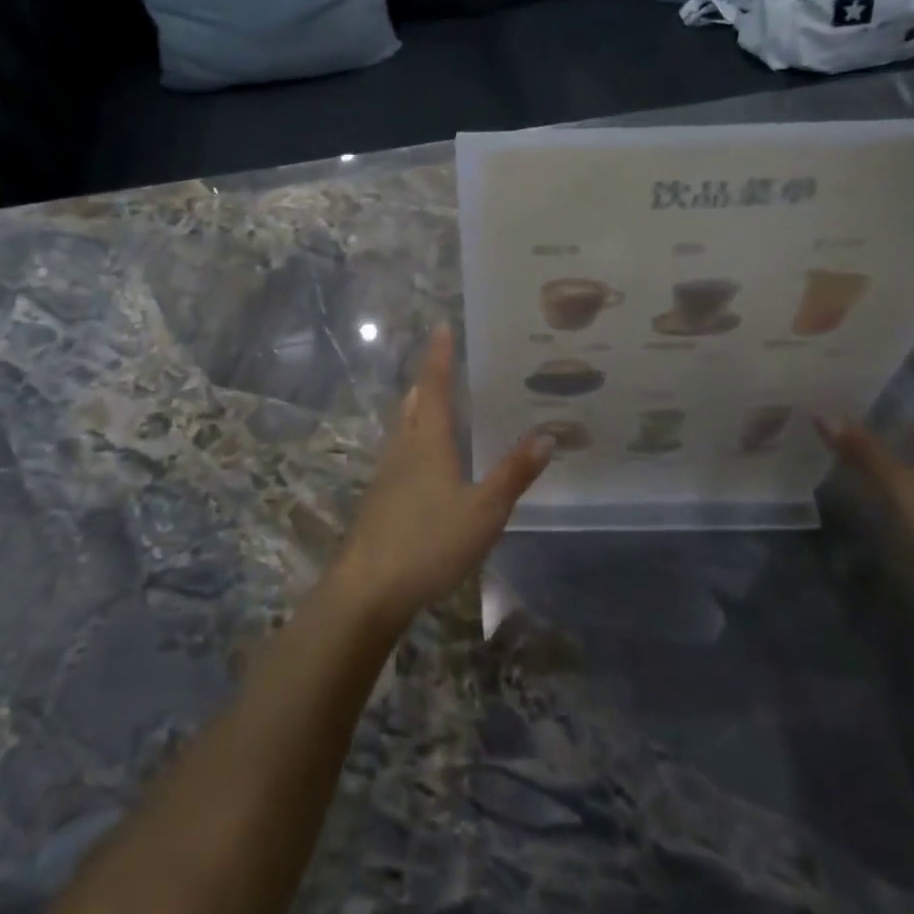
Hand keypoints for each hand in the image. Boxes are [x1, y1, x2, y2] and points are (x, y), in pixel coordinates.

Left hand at [335, 325, 552, 625]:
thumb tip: (546, 433)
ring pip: (403, 427)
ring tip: (439, 403)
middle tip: (446, 362)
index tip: (442, 325)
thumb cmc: (428, 542)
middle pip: (414, 402)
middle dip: (428, 378)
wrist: (368, 588)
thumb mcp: (483, 511)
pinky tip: (426, 460)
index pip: (435, 385)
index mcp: (427, 441)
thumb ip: (513, 473)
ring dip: (419, 407)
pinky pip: (400, 452)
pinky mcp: (379, 498)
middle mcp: (403, 448)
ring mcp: (386, 474)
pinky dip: (415, 438)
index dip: (439, 355)